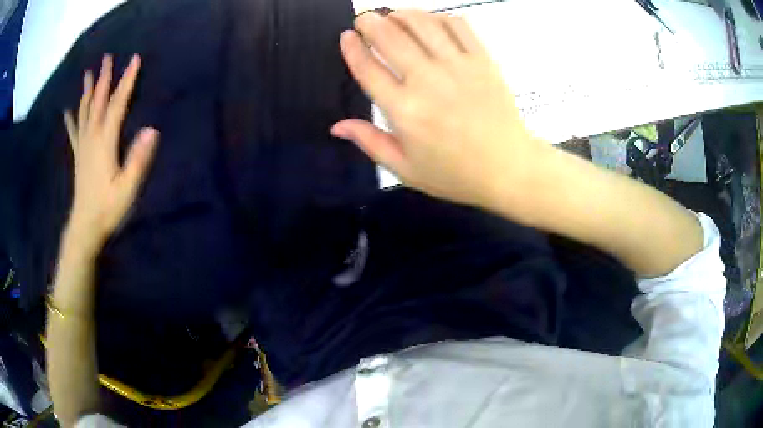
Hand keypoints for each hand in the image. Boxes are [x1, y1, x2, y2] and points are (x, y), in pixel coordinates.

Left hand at [63, 54, 157, 249]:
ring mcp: (83, 147)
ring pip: (84, 112)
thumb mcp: (127, 187)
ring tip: (88, 74)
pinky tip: (67, 110)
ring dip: (87, 92)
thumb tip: (152, 130)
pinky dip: (71, 119)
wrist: (85, 227)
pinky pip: (73, 133)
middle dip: (104, 79)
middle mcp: (92, 138)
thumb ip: (138, 159)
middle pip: (98, 102)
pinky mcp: (78, 157)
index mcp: (105, 142)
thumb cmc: (108, 208)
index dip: (126, 81)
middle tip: (107, 58)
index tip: (134, 60)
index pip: (118, 105)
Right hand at [331, 10, 547, 210]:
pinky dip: (439, 17)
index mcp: (404, 111)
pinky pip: (457, 25)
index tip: (346, 36)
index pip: (367, 68)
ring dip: (401, 14)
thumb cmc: (455, 174)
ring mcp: (458, 66)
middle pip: (390, 36)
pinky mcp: (482, 60)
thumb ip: (370, 142)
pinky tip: (431, 21)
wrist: (509, 169)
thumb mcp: (405, 169)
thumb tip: (337, 126)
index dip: (352, 47)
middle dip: (370, 22)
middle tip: (365, 19)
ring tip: (393, 16)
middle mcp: (427, 81)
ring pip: (422, 23)